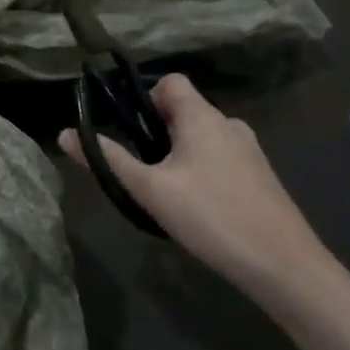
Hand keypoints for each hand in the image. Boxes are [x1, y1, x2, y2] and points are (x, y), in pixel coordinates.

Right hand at [59, 74, 334, 296]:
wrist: (285, 267)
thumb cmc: (211, 217)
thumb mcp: (150, 189)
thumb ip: (108, 160)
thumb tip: (64, 134)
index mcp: (203, 117)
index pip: (171, 82)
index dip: (146, 98)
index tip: (132, 132)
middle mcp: (229, 124)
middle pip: (184, 112)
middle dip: (158, 135)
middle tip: (143, 172)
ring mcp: (250, 152)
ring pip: (202, 139)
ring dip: (180, 156)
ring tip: (168, 195)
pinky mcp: (261, 178)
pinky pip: (220, 160)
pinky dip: (203, 172)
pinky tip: (199, 210)